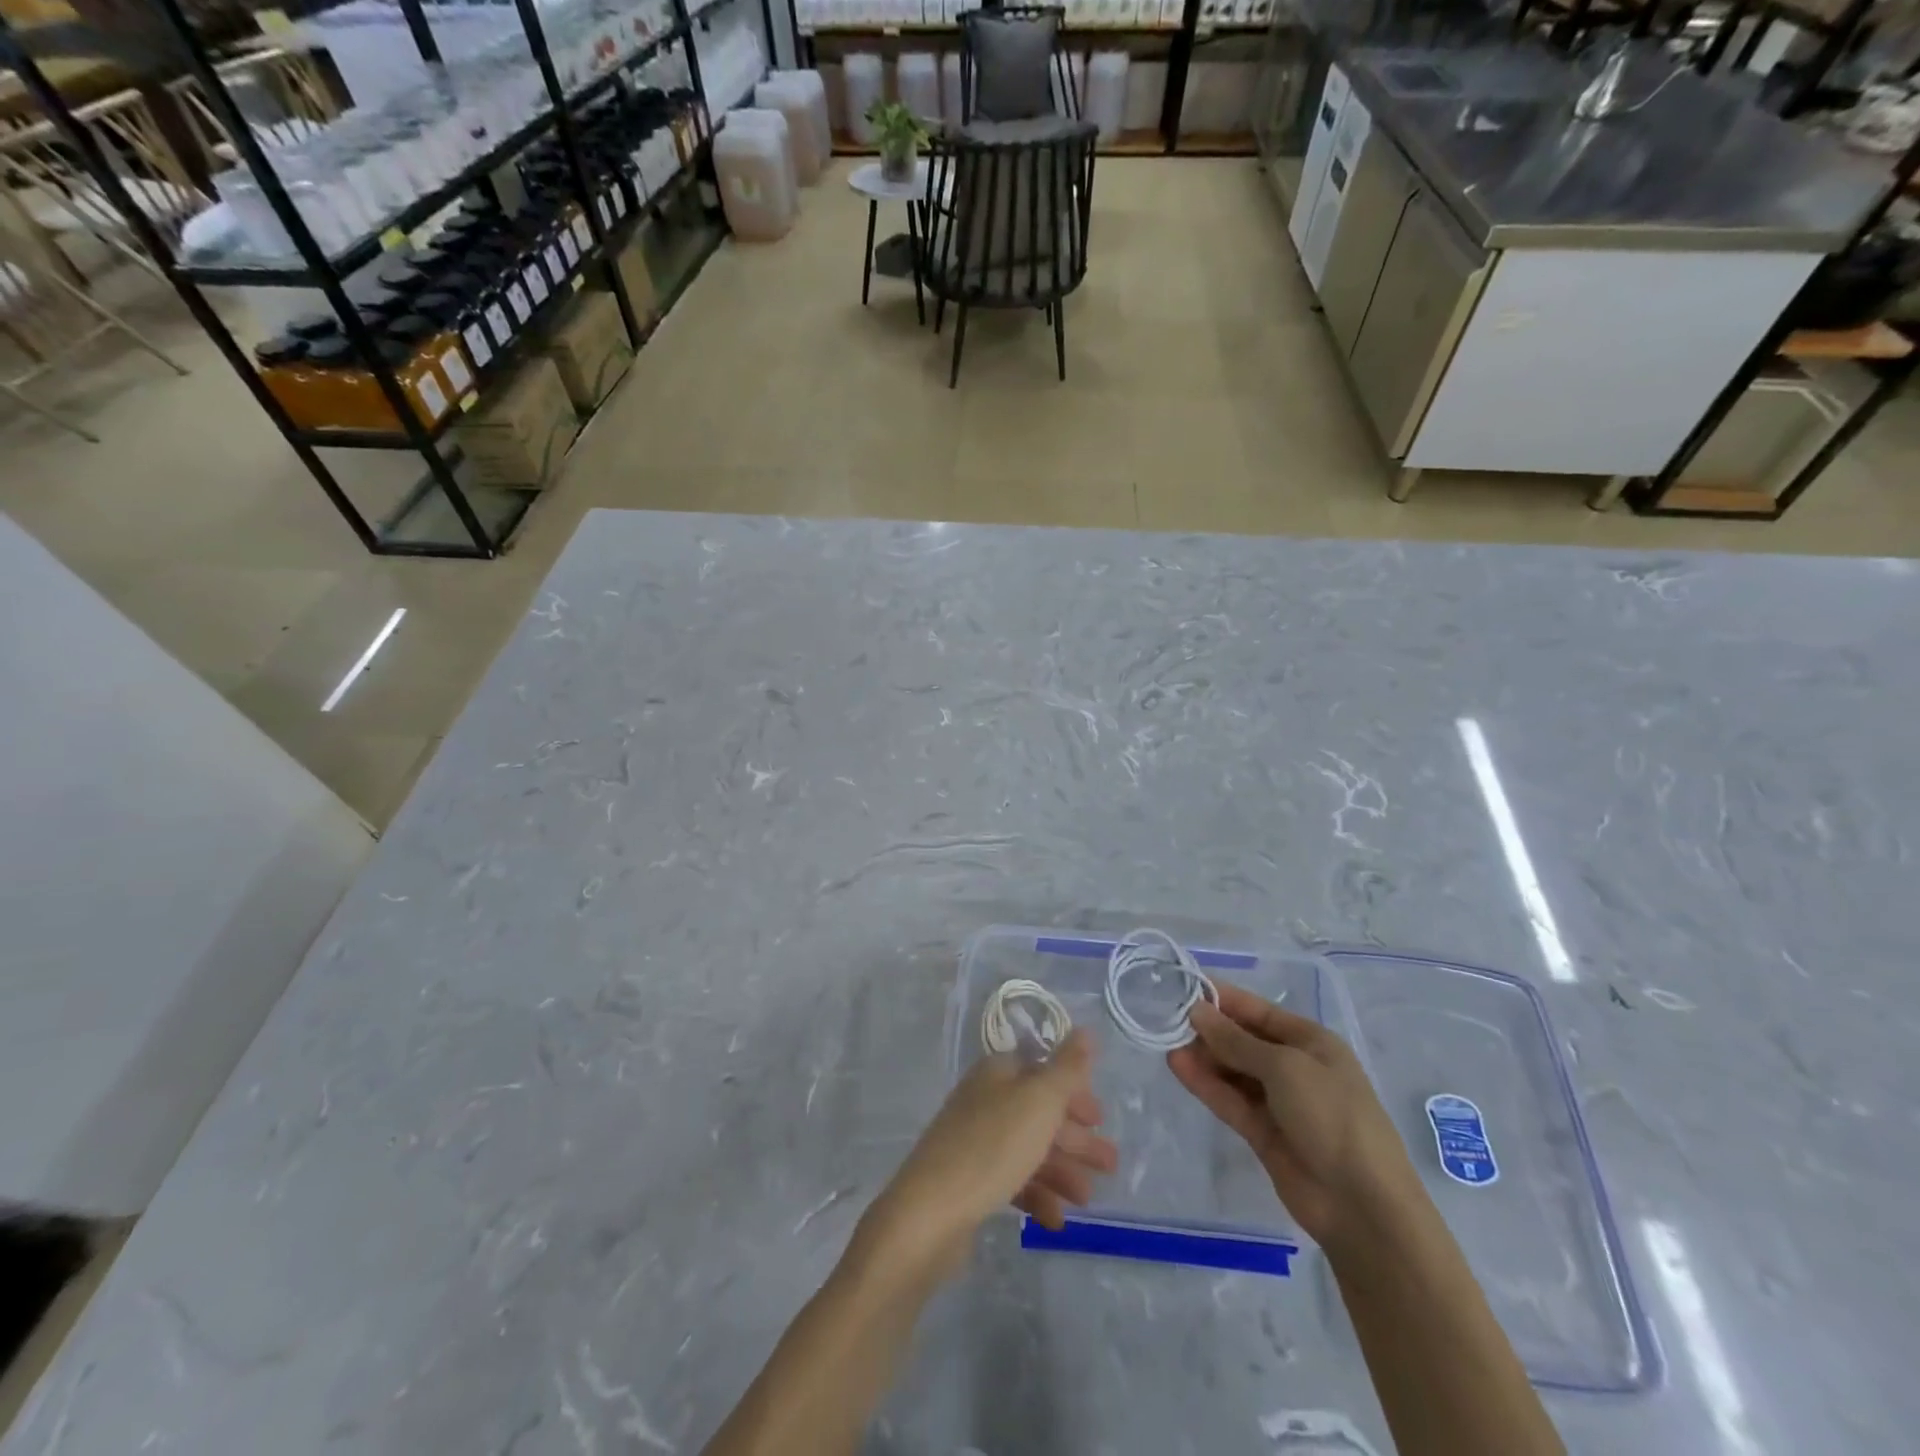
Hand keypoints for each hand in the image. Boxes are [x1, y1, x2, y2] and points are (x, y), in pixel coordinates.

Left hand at [856, 1030, 1116, 1280]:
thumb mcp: (1039, 1101)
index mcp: (997, 1073)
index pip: (1042, 1071)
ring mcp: (974, 1141)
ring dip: (1062, 1171)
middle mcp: (985, 1100)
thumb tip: (1086, 1030)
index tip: (1100, 1119)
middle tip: (1110, 1165)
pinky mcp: (969, 1181)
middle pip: (1039, 1112)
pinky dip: (1036, 1196)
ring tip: (1087, 1200)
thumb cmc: (992, 1147)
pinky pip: (1011, 1182)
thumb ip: (1067, 1068)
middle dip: (1075, 1138)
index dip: (1072, 1092)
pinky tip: (1055, 1220)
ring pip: (1028, 1149)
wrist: (930, 1214)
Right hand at [1167, 983, 1416, 1246]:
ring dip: (1204, 1056)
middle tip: (1168, 1018)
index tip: (1184, 987)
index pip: (1259, 1011)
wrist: (1362, 1205)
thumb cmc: (1332, 1116)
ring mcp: (1278, 1102)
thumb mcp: (1284, 1067)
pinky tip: (1178, 1067)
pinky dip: (1205, 1084)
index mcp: (1310, 1042)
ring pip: (1233, 1071)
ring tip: (1167, 1042)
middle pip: (1243, 1040)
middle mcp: (1294, 1067)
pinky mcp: (1262, 1132)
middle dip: (1210, 1029)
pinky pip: (1229, 1100)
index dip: (1223, 998)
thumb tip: (1197, 1011)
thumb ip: (1236, 1040)